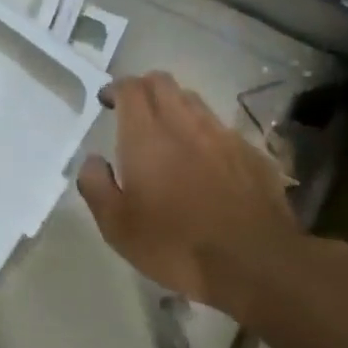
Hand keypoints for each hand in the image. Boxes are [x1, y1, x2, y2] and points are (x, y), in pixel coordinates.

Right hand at [77, 72, 304, 312]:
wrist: (255, 264)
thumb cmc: (175, 245)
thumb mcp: (116, 226)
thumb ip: (96, 185)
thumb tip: (93, 160)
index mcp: (147, 136)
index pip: (131, 88)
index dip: (116, 88)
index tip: (107, 102)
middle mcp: (186, 125)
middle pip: (163, 83)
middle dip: (144, 88)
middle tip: (133, 111)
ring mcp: (224, 137)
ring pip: (195, 101)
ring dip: (175, 106)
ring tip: (168, 133)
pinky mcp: (253, 154)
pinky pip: (222, 129)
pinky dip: (206, 133)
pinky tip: (205, 161)